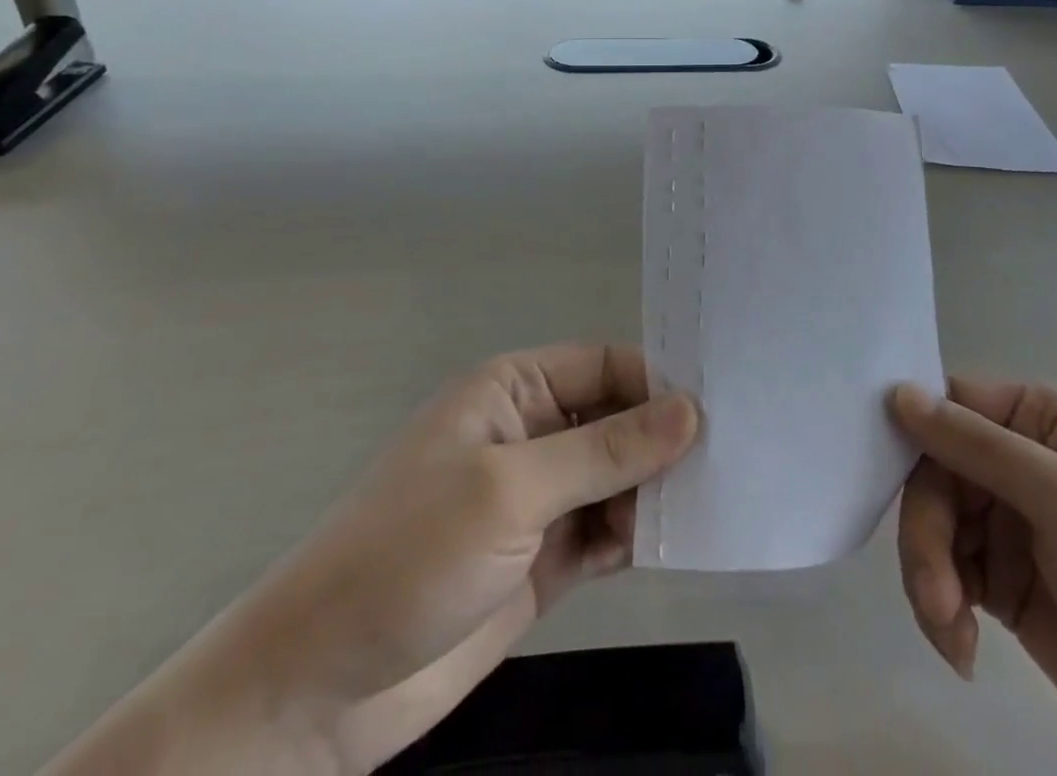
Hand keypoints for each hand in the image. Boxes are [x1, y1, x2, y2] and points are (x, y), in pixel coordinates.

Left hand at [40, 344, 696, 775]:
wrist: (321, 690)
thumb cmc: (410, 554)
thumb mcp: (511, 490)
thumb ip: (604, 451)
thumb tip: (690, 410)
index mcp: (513, 391)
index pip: (603, 366)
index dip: (656, 381)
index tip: (719, 406)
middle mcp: (529, 435)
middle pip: (615, 420)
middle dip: (663, 438)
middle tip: (735, 456)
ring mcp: (536, 501)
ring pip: (615, 477)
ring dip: (656, 489)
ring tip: (717, 500)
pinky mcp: (542, 560)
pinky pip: (605, 531)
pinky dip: (637, 534)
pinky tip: (676, 543)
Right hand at [891, 380, 1056, 775]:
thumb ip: (980, 447)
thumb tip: (897, 393)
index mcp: (1040, 420)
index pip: (952, 403)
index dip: (911, 430)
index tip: (872, 467)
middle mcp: (1018, 460)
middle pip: (932, 471)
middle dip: (926, 534)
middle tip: (938, 598)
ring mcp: (1009, 523)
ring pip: (931, 525)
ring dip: (930, 578)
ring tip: (954, 634)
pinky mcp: (1002, 582)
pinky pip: (945, 575)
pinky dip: (942, 609)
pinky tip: (964, 650)